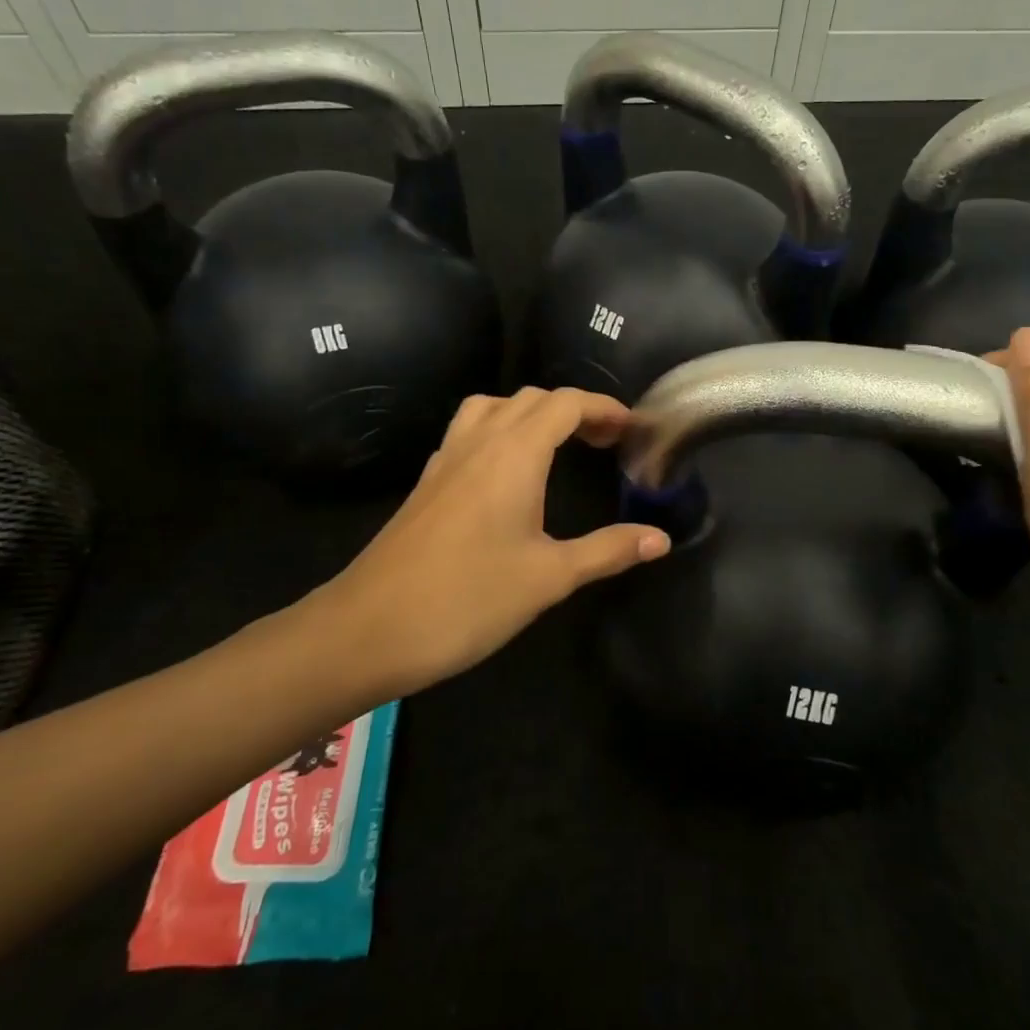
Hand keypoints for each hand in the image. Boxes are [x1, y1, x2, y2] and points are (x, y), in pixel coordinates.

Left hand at [295, 388, 669, 699]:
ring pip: (493, 408)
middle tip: (605, 441)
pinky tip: (507, 474)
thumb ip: (608, 551)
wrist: (368, 629)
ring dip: (531, 414)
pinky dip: (499, 431)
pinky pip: (469, 432)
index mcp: (514, 454)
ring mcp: (446, 460)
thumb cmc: (468, 598)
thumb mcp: (549, 577)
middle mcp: (479, 442)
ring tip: (557, 446)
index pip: (566, 404)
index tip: (631, 430)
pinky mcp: (427, 483)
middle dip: (574, 410)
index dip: (603, 408)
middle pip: (532, 399)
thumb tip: (660, 539)